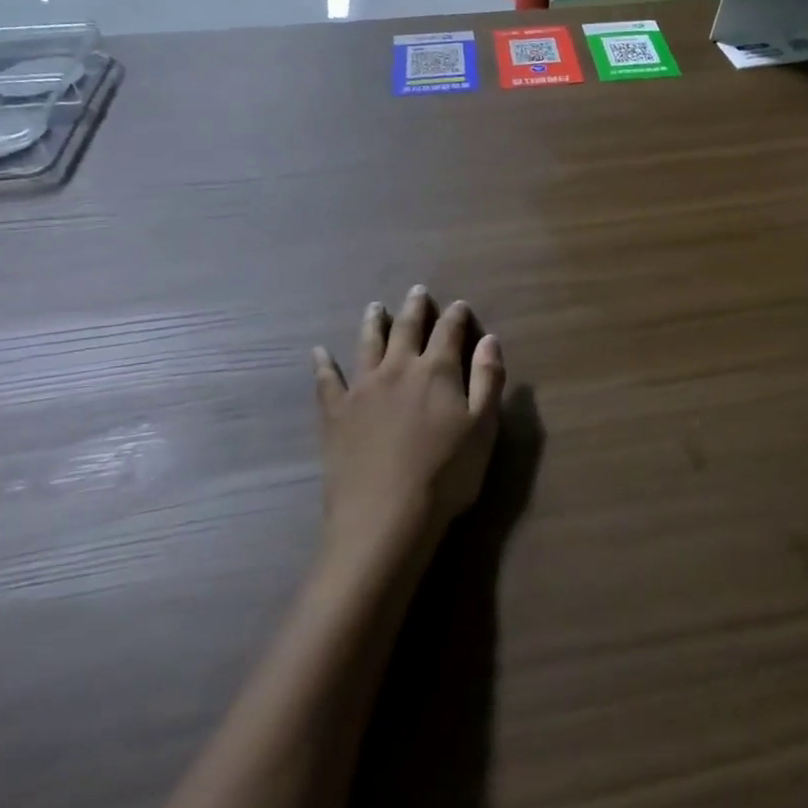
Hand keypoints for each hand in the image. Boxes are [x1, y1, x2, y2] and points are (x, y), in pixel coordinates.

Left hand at [313, 287, 504, 566]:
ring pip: (367, 345)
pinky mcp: (335, 414)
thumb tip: (489, 339)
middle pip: (406, 330)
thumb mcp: (483, 427)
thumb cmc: (446, 474)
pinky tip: (318, 352)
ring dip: (372, 323)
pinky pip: (326, 381)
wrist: (386, 517)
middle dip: (414, 309)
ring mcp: (362, 389)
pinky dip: (322, 364)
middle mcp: (398, 369)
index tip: (458, 305)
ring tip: (374, 307)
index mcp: (437, 371)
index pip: (449, 332)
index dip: (455, 316)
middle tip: (416, 291)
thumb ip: (488, 379)